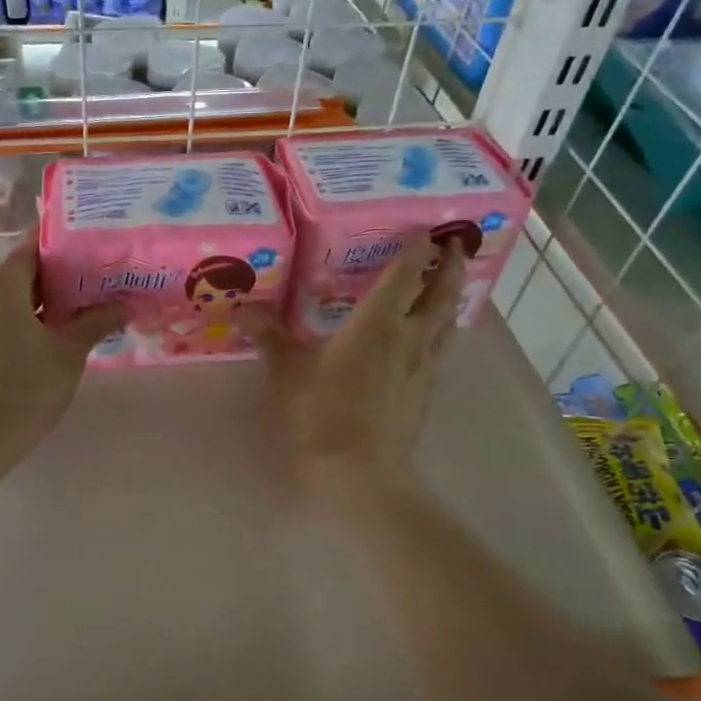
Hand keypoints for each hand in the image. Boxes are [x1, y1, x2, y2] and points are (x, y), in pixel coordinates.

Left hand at [0, 237, 125, 460]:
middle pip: (14, 274)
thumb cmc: (23, 392)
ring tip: (58, 327)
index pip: (33, 248)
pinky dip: (2, 322)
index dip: (63, 250)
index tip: (89, 258)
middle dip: (48, 284)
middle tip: (84, 300)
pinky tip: (26, 345)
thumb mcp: (67, 355)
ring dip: (25, 306)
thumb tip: (124, 306)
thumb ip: (95, 322)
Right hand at [248, 230, 465, 495]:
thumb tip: (245, 307)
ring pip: (450, 322)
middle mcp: (411, 336)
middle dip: (452, 265)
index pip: (406, 272)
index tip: (423, 228)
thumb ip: (270, 335)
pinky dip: (442, 333)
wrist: (360, 472)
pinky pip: (442, 350)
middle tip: (456, 244)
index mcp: (379, 321)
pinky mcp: (428, 393)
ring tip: (449, 287)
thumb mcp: (287, 371)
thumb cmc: (321, 413)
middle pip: (443, 292)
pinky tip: (431, 340)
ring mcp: (425, 366)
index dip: (416, 247)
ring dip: (453, 298)